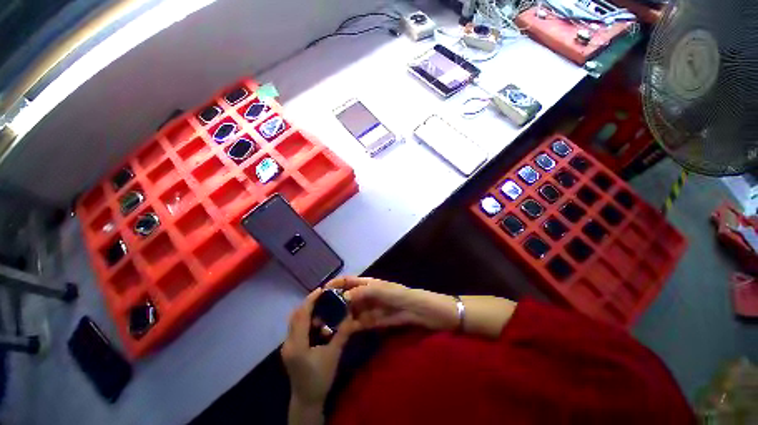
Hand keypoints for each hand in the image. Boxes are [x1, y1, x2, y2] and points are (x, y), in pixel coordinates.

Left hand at [281, 289, 361, 409]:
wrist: (307, 399)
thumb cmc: (320, 378)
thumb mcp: (334, 354)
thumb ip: (342, 333)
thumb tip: (350, 314)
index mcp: (297, 344)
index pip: (301, 315)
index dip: (311, 300)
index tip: (322, 289)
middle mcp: (288, 343)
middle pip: (296, 316)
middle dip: (309, 303)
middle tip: (324, 296)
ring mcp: (287, 346)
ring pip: (295, 321)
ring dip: (308, 312)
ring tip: (323, 308)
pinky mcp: (290, 349)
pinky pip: (297, 328)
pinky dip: (307, 321)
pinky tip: (319, 323)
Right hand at [326, 277, 458, 331]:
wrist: (426, 313)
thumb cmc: (407, 297)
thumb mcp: (387, 292)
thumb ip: (366, 293)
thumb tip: (343, 298)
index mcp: (371, 283)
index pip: (349, 281)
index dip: (335, 284)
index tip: (320, 293)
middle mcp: (368, 294)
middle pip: (347, 296)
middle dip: (333, 302)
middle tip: (317, 313)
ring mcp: (372, 309)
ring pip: (351, 311)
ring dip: (339, 316)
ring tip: (324, 324)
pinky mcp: (376, 322)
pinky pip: (359, 322)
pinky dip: (349, 326)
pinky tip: (339, 332)